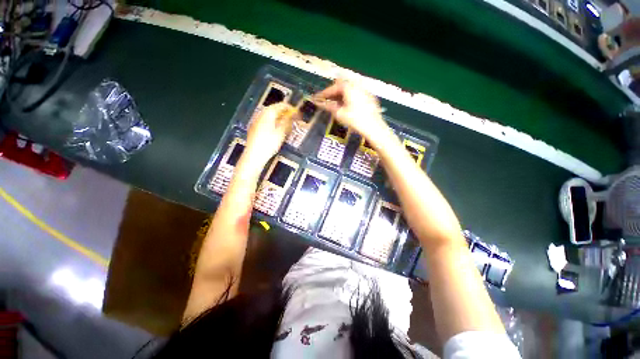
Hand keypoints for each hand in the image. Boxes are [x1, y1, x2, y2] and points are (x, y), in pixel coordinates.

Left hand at [243, 102, 294, 168]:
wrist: (254, 155)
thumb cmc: (269, 144)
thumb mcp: (281, 133)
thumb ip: (287, 122)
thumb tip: (292, 115)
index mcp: (268, 113)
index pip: (281, 105)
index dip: (290, 108)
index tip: (297, 113)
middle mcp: (261, 114)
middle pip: (274, 109)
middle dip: (284, 113)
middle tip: (293, 120)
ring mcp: (256, 121)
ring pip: (270, 116)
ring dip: (279, 118)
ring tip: (287, 125)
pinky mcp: (254, 128)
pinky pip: (266, 121)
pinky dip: (273, 123)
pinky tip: (277, 130)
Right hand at [314, 79, 390, 145]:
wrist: (374, 128)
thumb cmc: (355, 120)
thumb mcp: (340, 114)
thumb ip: (329, 106)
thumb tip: (320, 103)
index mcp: (349, 87)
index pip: (333, 87)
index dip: (324, 93)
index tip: (317, 98)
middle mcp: (357, 85)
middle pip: (342, 86)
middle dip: (333, 94)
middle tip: (326, 101)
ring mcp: (365, 91)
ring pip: (350, 90)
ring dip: (341, 96)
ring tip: (335, 105)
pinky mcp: (370, 98)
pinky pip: (356, 95)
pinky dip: (349, 98)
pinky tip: (347, 107)